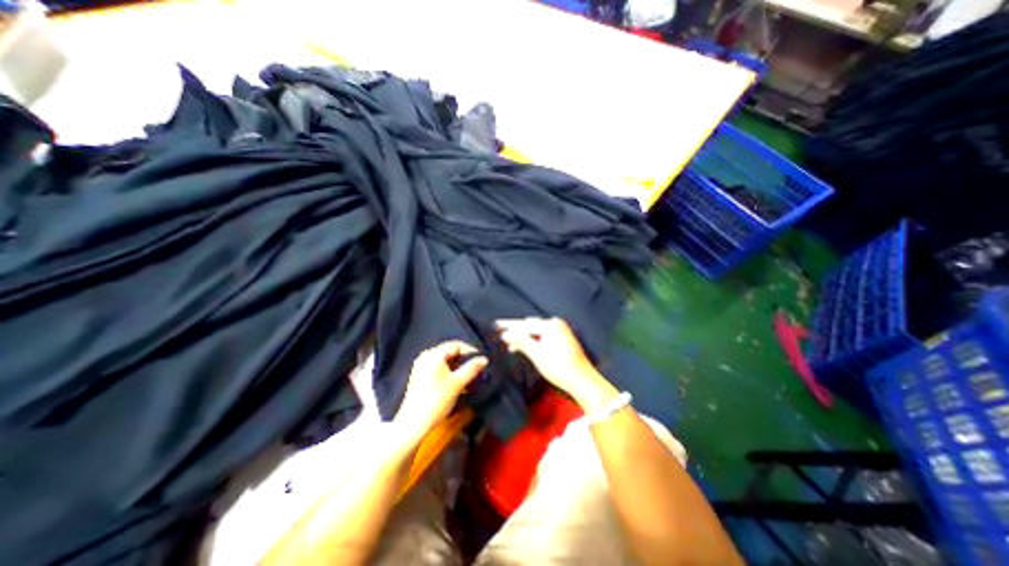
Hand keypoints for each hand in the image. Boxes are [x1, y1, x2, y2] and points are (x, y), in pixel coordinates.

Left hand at [393, 339, 486, 442]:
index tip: (481, 361)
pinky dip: (450, 372)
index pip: (456, 345)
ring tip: (470, 377)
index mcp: (434, 354)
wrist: (414, 424)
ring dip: (458, 367)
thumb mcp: (458, 383)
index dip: (470, 351)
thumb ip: (472, 368)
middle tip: (477, 369)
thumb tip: (485, 359)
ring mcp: (422, 366)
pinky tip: (458, 383)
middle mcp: (426, 356)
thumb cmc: (437, 400)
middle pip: (450, 352)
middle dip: (465, 360)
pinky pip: (439, 368)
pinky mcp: (420, 376)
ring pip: (445, 361)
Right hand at [495, 318, 615, 411]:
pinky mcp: (562, 338)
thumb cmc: (559, 367)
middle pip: (530, 327)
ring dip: (525, 338)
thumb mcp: (537, 354)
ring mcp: (560, 330)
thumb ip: (521, 341)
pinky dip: (534, 341)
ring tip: (512, 345)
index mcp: (550, 325)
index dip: (509, 326)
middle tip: (504, 339)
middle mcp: (556, 324)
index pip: (525, 325)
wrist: (582, 380)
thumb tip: (505, 333)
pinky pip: (543, 335)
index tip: (496, 325)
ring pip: (537, 332)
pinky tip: (526, 347)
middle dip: (517, 333)